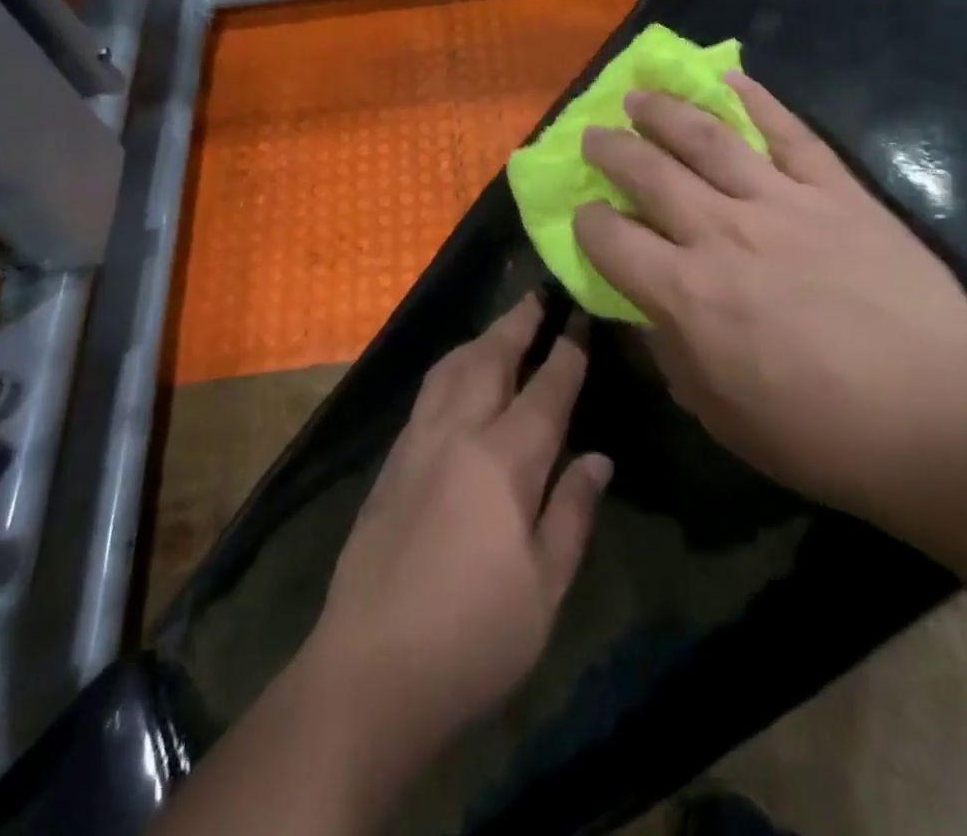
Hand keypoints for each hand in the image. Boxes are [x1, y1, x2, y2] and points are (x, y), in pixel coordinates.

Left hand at [304, 298, 611, 762]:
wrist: (367, 672)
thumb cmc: (473, 638)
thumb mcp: (546, 588)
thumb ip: (573, 512)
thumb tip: (598, 457)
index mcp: (504, 460)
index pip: (546, 388)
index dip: (567, 349)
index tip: (581, 314)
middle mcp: (458, 434)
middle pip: (491, 358)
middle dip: (518, 322)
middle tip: (539, 294)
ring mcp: (417, 444)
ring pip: (451, 368)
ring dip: (481, 339)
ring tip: (501, 326)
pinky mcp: (390, 463)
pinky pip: (427, 393)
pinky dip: (452, 368)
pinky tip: (458, 378)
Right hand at [573, 74, 966, 523]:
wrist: (939, 419)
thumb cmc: (819, 434)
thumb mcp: (719, 414)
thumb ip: (671, 353)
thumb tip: (646, 311)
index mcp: (686, 293)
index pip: (611, 240)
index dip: (588, 223)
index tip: (583, 214)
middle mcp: (723, 233)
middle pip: (650, 174)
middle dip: (612, 150)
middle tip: (594, 133)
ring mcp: (782, 203)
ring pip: (708, 139)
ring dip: (665, 112)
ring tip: (640, 95)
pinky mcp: (837, 191)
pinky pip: (789, 132)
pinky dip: (756, 100)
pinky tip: (728, 78)